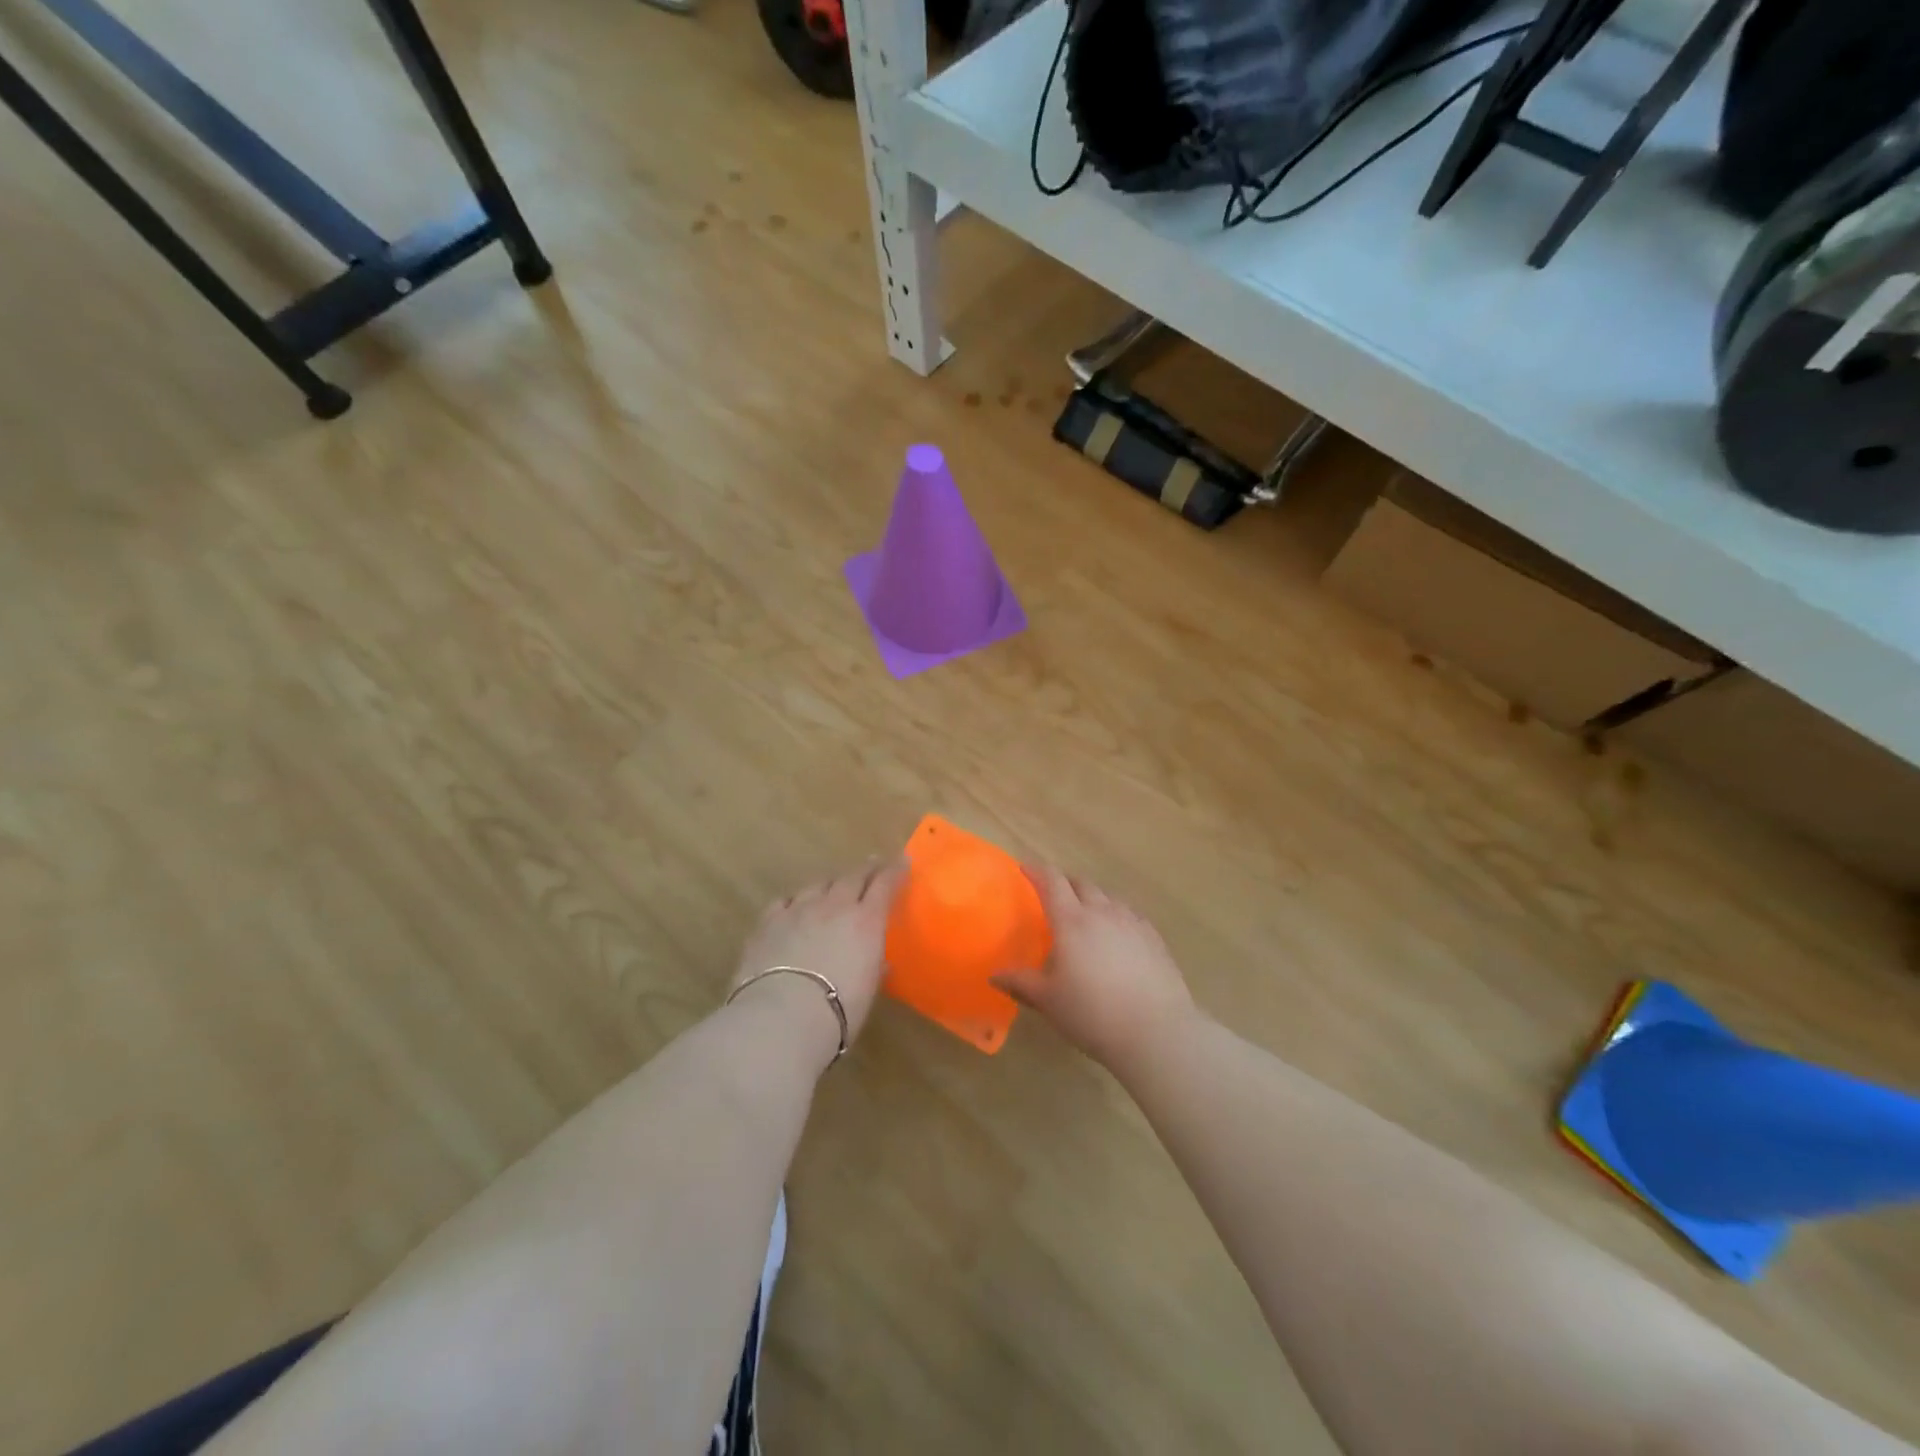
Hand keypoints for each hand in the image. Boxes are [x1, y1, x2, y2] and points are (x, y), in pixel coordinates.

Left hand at [731, 860, 906, 1048]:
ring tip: (835, 886)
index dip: (894, 871)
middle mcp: (834, 906)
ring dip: (831, 883)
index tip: (902, 861)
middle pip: (852, 877)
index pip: (884, 885)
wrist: (782, 1015)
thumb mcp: (868, 989)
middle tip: (873, 866)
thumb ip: (874, 967)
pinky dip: (796, 901)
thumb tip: (880, 961)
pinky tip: (794, 906)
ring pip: (818, 884)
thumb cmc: (838, 1010)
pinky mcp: (768, 922)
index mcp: (866, 921)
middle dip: (865, 870)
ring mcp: (798, 910)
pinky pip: (785, 901)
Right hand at [992, 867, 1195, 1069]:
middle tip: (1053, 894)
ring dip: (1092, 897)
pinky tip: (1117, 933)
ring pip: (1108, 897)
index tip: (1025, 868)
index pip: (1052, 882)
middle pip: (1081, 883)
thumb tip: (994, 975)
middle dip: (1064, 882)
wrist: (1156, 1031)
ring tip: (1085, 913)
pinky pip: (1130, 914)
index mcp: (1072, 921)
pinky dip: (1116, 914)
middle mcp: (1102, 913)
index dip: (1037, 871)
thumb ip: (1021, 983)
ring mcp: (1132, 923)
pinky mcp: (1154, 938)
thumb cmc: (1093, 1014)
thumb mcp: (1049, 1001)